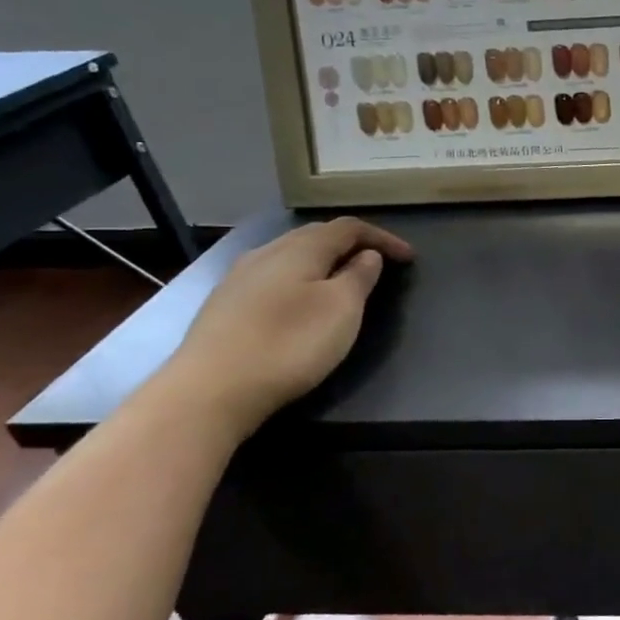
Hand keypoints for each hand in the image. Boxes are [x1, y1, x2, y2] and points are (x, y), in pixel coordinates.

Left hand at [162, 218, 413, 436]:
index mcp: (300, 249)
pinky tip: (302, 302)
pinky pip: (274, 278)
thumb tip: (367, 255)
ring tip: (345, 281)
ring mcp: (239, 279)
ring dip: (324, 263)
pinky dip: (300, 280)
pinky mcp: (225, 306)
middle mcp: (266, 253)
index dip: (382, 237)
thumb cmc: (289, 344)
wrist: (209, 391)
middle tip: (379, 264)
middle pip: (316, 236)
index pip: (348, 228)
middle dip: (352, 245)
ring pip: (291, 257)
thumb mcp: (342, 309)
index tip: (410, 258)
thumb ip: (359, 276)